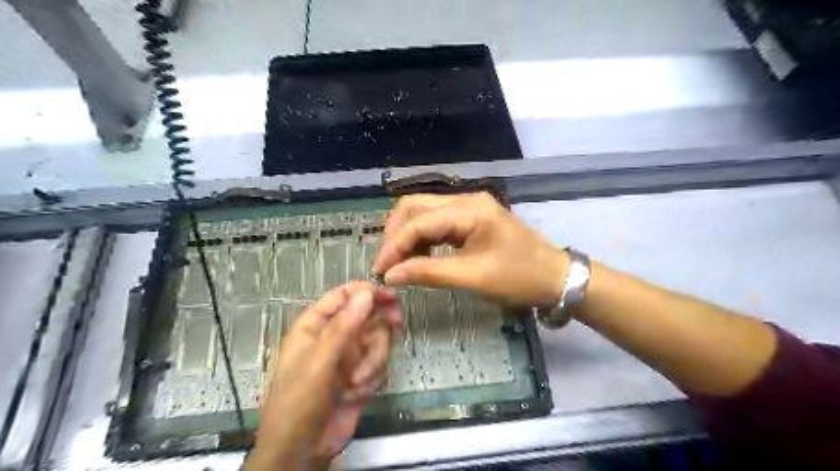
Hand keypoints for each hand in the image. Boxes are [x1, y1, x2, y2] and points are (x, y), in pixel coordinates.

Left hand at [243, 282, 398, 468]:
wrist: (303, 451)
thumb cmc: (300, 402)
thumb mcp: (319, 362)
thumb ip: (343, 326)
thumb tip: (366, 292)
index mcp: (315, 326)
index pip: (343, 295)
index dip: (366, 292)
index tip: (389, 295)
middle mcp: (334, 336)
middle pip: (367, 315)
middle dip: (379, 324)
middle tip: (396, 323)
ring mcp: (349, 355)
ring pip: (377, 340)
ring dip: (374, 360)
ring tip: (358, 381)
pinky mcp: (361, 373)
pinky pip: (379, 362)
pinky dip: (373, 375)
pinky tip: (359, 392)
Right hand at [373, 193, 563, 306]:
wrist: (555, 277)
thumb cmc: (519, 277)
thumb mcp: (473, 276)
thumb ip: (429, 273)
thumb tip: (391, 276)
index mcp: (468, 209)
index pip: (418, 221)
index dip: (394, 245)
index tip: (379, 271)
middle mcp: (465, 200)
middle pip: (416, 207)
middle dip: (396, 234)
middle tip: (388, 264)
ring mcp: (469, 208)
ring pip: (424, 213)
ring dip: (408, 236)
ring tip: (400, 263)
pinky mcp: (471, 219)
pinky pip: (437, 223)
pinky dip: (423, 238)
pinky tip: (420, 257)